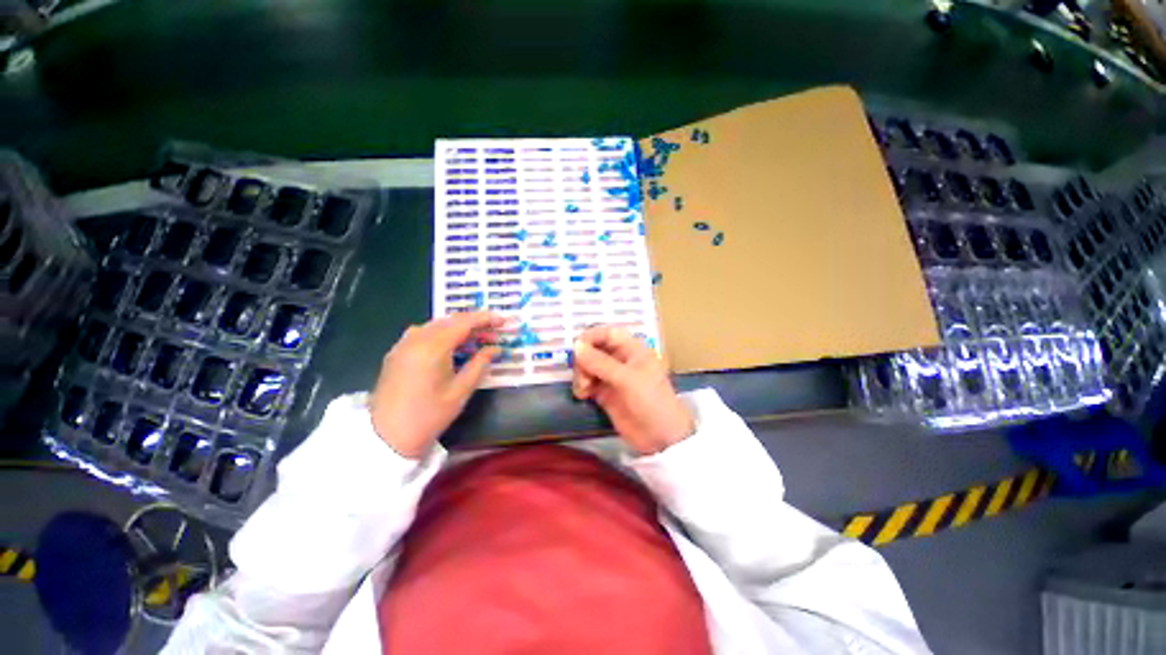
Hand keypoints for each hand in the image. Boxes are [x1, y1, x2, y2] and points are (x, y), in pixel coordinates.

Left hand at [370, 312, 503, 458]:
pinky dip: (443, 334)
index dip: (486, 319)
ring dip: (459, 328)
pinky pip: (424, 333)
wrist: (387, 437)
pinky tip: (452, 346)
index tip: (503, 320)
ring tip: (477, 340)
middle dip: (475, 323)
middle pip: (450, 321)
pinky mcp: (397, 353)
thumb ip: (480, 365)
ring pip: (437, 325)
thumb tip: (495, 349)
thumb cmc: (428, 416)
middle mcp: (416, 339)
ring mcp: (403, 344)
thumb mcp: (460, 391)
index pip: (464, 323)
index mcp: (432, 347)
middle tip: (494, 334)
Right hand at [572, 326, 692, 454]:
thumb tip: (576, 345)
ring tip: (584, 389)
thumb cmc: (650, 401)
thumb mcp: (627, 379)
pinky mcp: (605, 393)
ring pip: (588, 365)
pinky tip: (583, 395)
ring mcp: (612, 377)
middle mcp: (621, 359)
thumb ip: (600, 362)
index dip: (591, 337)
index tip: (576, 348)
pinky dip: (582, 386)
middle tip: (582, 375)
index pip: (607, 333)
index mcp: (632, 349)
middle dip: (584, 359)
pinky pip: (587, 382)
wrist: (660, 437)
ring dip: (581, 373)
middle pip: (594, 349)